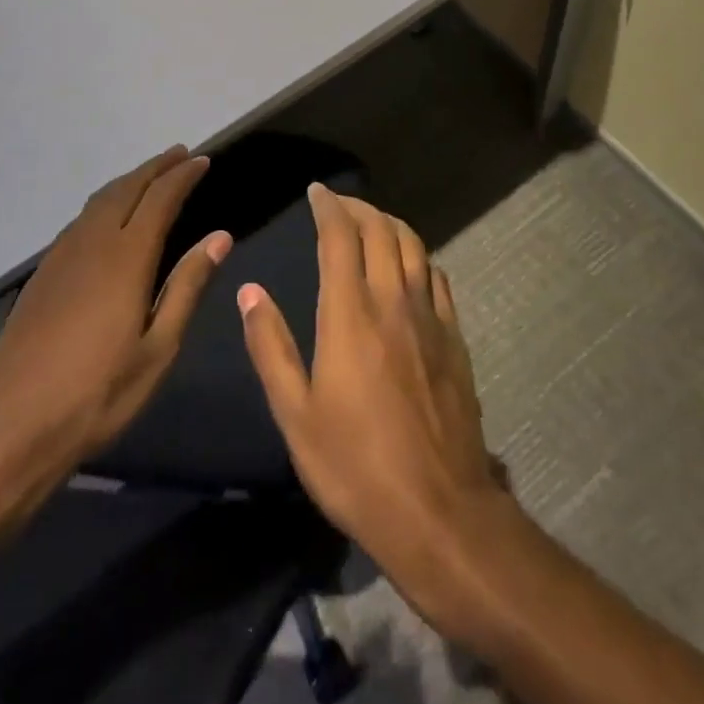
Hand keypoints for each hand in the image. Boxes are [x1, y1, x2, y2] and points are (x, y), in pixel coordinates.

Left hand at [0, 146, 227, 519]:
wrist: (11, 428)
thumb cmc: (97, 395)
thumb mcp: (158, 349)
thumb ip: (188, 287)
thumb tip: (220, 237)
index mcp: (126, 258)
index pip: (160, 199)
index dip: (182, 176)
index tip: (202, 161)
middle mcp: (92, 243)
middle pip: (127, 189)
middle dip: (156, 168)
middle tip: (180, 154)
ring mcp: (62, 256)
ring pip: (100, 200)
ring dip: (129, 181)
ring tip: (152, 176)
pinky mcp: (43, 273)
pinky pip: (81, 220)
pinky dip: (105, 203)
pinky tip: (111, 216)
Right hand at [237, 184, 508, 616]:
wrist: (440, 511)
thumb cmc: (355, 466)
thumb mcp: (295, 415)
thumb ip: (270, 347)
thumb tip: (249, 291)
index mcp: (349, 314)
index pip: (339, 237)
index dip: (328, 207)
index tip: (316, 192)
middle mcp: (392, 301)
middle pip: (380, 231)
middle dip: (358, 208)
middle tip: (338, 204)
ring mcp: (429, 317)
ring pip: (413, 246)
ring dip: (389, 223)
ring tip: (371, 223)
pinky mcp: (454, 338)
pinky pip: (437, 276)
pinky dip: (418, 255)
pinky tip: (410, 264)